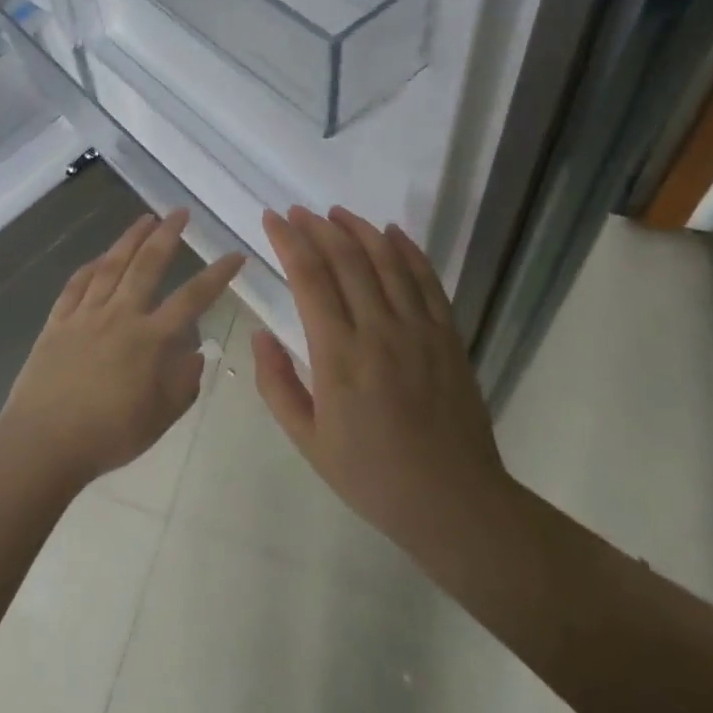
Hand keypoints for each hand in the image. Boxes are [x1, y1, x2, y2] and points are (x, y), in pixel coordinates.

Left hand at [0, 209, 243, 488]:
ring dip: (129, 239)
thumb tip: (195, 353)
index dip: (217, 274)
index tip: (234, 255)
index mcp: (150, 339)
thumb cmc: (108, 435)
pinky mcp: (57, 322)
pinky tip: (99, 258)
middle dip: (167, 235)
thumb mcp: (160, 417)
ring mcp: (85, 316)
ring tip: (145, 219)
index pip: (192, 298)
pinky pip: (75, 286)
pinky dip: (89, 268)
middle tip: (180, 212)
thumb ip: (184, 383)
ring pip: (110, 266)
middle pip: (147, 265)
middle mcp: (119, 316)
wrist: (44, 443)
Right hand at [254, 206, 519, 567]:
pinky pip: (426, 279)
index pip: (309, 278)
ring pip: (387, 259)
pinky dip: (407, 249)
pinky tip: (391, 232)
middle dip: (317, 227)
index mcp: (338, 356)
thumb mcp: (308, 440)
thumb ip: (277, 384)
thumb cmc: (371, 475)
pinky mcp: (448, 335)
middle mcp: (379, 330)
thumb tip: (260, 335)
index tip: (272, 220)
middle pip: (346, 258)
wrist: (452, 500)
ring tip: (337, 213)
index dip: (288, 241)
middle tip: (297, 211)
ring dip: (359, 229)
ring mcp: (419, 329)